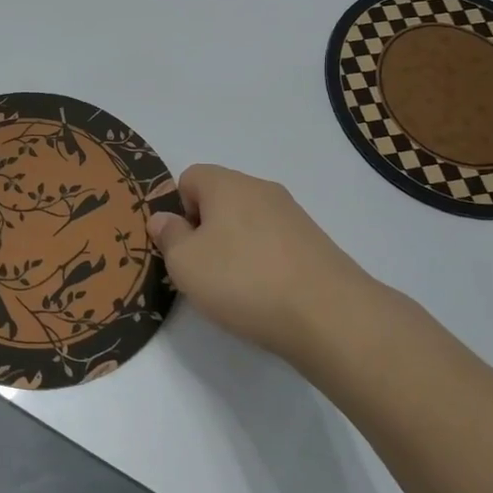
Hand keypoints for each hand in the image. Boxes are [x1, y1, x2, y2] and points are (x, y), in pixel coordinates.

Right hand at [148, 165, 393, 366]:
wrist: (329, 315)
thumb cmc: (243, 280)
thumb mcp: (185, 263)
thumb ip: (168, 236)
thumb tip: (164, 219)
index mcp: (227, 184)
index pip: (190, 177)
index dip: (178, 208)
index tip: (181, 245)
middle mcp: (262, 189)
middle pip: (220, 199)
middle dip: (206, 230)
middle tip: (202, 270)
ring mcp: (293, 215)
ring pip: (248, 223)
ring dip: (235, 248)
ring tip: (235, 288)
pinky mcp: (315, 243)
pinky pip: (274, 244)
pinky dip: (263, 263)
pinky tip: (266, 295)